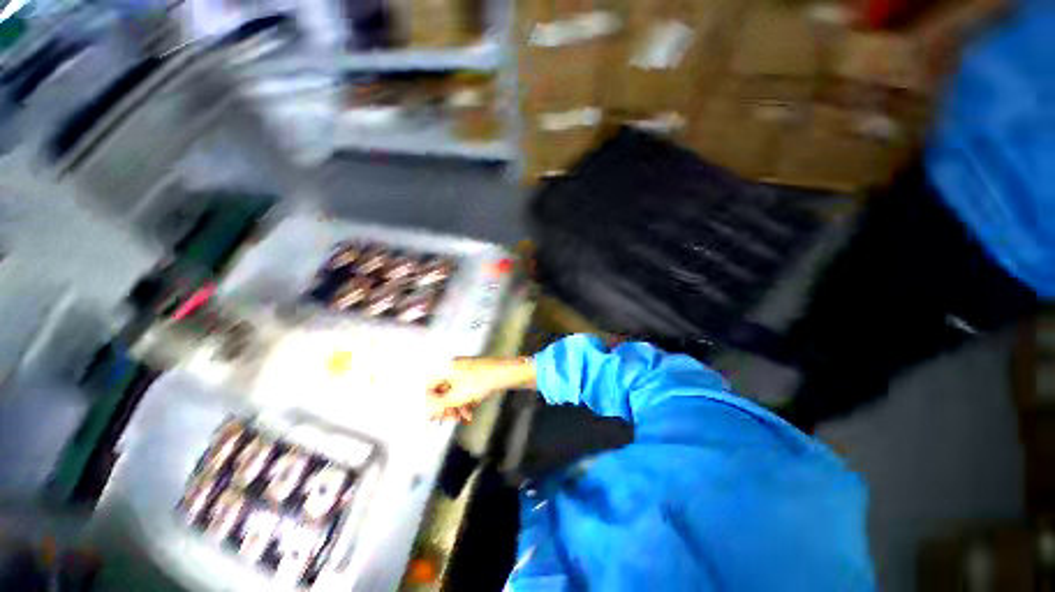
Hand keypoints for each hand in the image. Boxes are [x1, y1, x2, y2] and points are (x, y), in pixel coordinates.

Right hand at [426, 357, 535, 421]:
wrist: (508, 372)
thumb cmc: (483, 381)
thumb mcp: (458, 397)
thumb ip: (438, 405)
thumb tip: (425, 412)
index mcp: (447, 367)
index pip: (428, 384)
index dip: (428, 401)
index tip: (432, 416)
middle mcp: (455, 367)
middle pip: (441, 389)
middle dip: (444, 406)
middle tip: (449, 418)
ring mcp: (466, 370)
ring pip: (454, 391)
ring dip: (455, 406)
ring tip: (462, 417)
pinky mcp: (476, 375)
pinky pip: (465, 390)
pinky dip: (465, 401)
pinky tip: (469, 413)